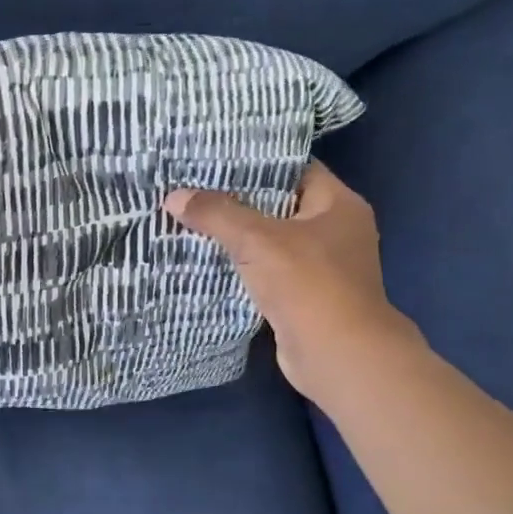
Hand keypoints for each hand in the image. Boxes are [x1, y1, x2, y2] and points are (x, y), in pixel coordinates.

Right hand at [164, 161, 416, 397]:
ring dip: (236, 235)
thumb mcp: (258, 240)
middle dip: (237, 199)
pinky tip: (205, 259)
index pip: (295, 168)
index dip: (256, 161)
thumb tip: (173, 197)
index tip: (215, 158)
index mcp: (339, 205)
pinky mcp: (304, 296)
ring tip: (190, 218)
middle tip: (193, 187)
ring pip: (270, 240)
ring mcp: (321, 266)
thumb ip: (217, 214)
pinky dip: (241, 265)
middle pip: (279, 204)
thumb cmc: (309, 284)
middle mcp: (335, 230)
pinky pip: (266, 270)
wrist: (337, 355)